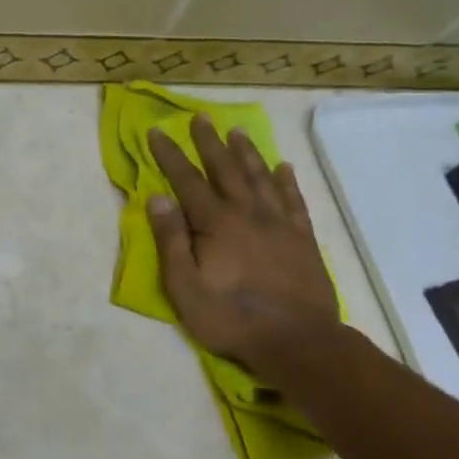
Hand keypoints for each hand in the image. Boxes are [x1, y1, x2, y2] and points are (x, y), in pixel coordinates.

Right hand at [147, 116, 340, 381]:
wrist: (297, 341)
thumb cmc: (231, 317)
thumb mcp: (184, 286)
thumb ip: (171, 240)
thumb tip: (156, 198)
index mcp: (215, 223)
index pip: (186, 180)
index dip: (169, 155)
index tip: (156, 131)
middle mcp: (247, 213)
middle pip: (226, 169)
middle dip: (209, 142)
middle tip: (200, 117)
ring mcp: (279, 224)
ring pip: (260, 177)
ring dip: (247, 153)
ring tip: (238, 132)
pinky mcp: (302, 239)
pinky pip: (293, 200)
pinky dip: (287, 181)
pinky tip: (284, 167)